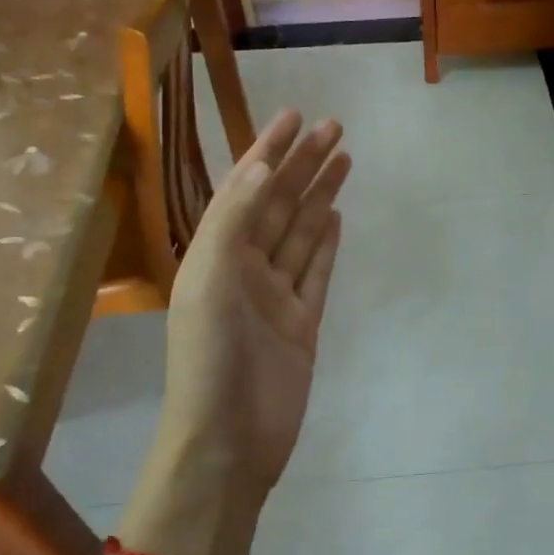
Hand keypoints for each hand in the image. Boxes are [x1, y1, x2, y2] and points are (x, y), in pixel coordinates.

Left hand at [131, 110, 349, 554]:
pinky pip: (316, 273)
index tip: (292, 116)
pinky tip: (335, 217)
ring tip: (343, 159)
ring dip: (320, 196)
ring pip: (301, 234)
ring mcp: (275, 296)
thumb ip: (234, 220)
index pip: (245, 189)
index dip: (267, 150)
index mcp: (214, 254)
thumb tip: (263, 166)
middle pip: (279, 205)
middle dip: (303, 165)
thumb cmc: (211, 358)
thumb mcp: (209, 279)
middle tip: (334, 127)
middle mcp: (244, 268)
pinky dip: (326, 244)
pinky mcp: (302, 323)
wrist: (230, 438)